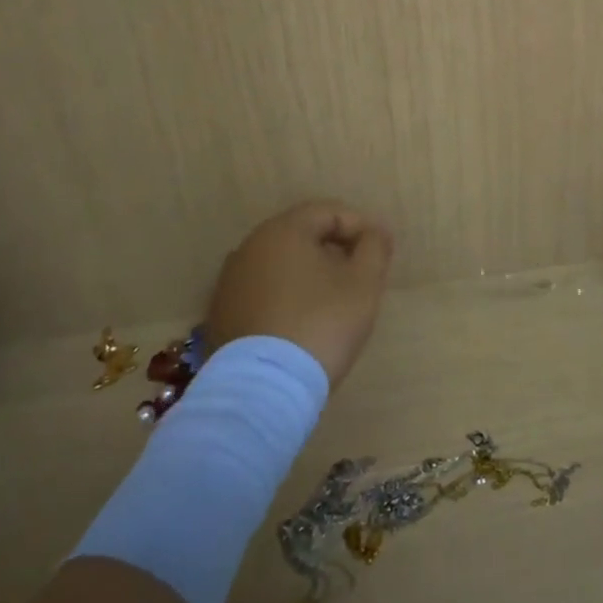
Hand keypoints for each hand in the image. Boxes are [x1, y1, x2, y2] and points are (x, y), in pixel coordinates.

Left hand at [204, 200, 393, 387]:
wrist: (264, 390)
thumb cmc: (322, 324)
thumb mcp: (364, 283)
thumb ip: (375, 247)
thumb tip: (374, 231)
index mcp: (283, 231)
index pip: (328, 212)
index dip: (360, 227)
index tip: (380, 255)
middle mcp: (249, 247)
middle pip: (302, 235)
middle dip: (335, 250)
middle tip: (360, 278)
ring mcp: (230, 283)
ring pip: (281, 265)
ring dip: (310, 275)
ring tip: (333, 304)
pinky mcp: (222, 315)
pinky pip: (263, 292)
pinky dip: (286, 298)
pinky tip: (302, 324)